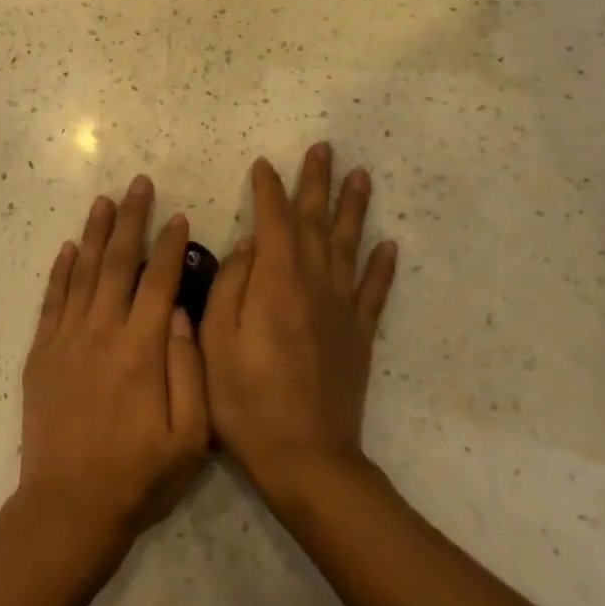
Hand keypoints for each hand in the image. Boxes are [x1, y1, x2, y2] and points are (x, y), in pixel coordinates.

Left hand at [17, 176, 210, 571]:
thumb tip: (184, 313)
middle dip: (131, 219)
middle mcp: (101, 332)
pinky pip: (52, 300)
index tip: (179, 216)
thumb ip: (190, 370)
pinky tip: (68, 248)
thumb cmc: (137, 477)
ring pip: (82, 272)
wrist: (68, 507)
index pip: (158, 282)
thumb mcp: (190, 438)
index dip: (170, 246)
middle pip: (117, 263)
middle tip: (139, 184)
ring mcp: (66, 339)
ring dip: (95, 233)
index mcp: (141, 349)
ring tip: (105, 201)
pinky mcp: (41, 353)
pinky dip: (60, 271)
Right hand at [203, 143, 397, 509]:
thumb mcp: (215, 339)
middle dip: (317, 183)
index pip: (274, 221)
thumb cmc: (245, 398)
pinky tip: (389, 245)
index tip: (263, 165)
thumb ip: (232, 284)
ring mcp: (342, 309)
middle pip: (318, 222)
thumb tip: (250, 245)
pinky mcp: (360, 335)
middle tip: (323, 148)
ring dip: (355, 209)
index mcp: (276, 282)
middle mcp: (314, 284)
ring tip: (361, 176)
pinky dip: (383, 267)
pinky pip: (375, 292)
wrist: (305, 456)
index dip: (268, 190)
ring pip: (351, 246)